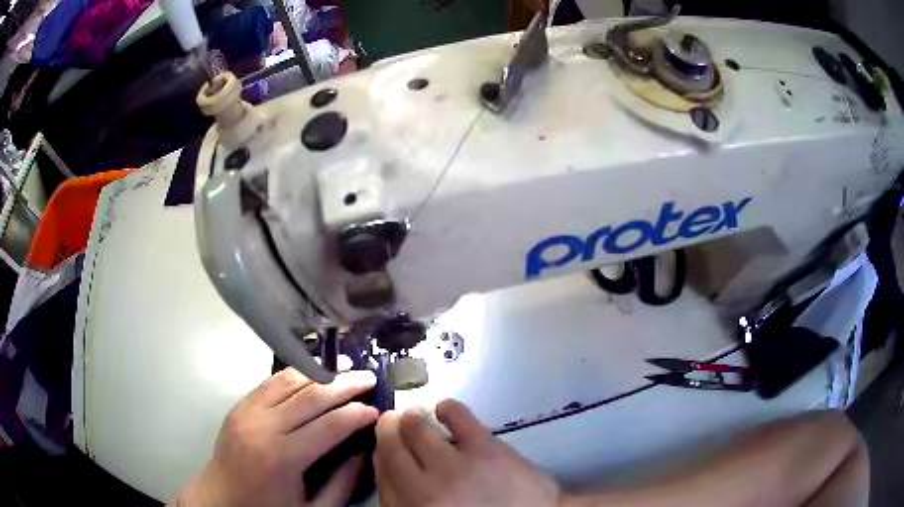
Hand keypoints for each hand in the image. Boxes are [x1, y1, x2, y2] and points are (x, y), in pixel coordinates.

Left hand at [175, 368, 378, 506]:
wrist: (220, 500)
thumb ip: (342, 483)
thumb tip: (363, 451)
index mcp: (283, 457)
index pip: (329, 425)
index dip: (357, 414)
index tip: (377, 409)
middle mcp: (263, 427)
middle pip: (311, 395)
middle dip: (345, 384)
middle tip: (369, 378)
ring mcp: (247, 412)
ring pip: (289, 381)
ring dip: (320, 374)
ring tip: (344, 371)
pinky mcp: (239, 406)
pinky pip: (270, 382)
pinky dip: (295, 375)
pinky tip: (312, 375)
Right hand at [374, 399, 562, 506]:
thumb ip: (410, 502)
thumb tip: (392, 469)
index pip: (382, 477)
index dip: (380, 455)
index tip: (383, 446)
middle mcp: (423, 491)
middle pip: (392, 450)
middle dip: (388, 431)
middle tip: (391, 422)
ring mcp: (452, 468)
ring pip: (416, 429)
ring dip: (411, 419)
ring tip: (414, 416)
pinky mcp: (482, 448)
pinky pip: (454, 415)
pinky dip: (446, 408)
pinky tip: (444, 410)